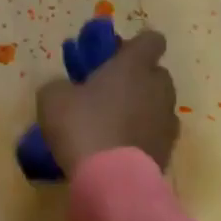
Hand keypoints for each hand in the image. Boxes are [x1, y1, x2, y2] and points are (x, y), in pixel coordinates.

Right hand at [36, 28, 178, 177]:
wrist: (112, 180)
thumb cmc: (82, 126)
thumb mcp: (53, 99)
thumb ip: (61, 85)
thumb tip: (66, 89)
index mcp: (134, 66)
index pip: (151, 40)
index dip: (135, 45)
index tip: (115, 56)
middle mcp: (158, 88)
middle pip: (155, 73)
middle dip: (136, 79)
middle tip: (107, 92)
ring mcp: (167, 120)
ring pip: (157, 104)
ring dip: (140, 108)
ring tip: (112, 125)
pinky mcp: (168, 150)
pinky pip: (155, 133)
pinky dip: (141, 136)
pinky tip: (118, 149)